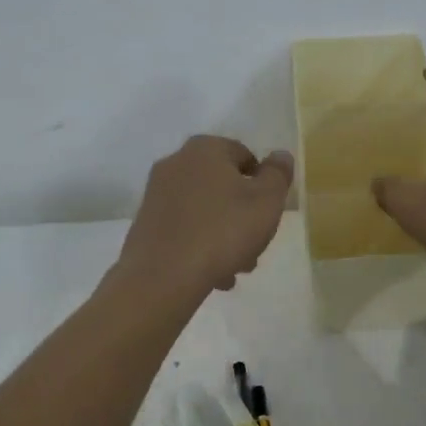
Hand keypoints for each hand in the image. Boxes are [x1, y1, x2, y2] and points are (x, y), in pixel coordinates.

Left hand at [117, 135, 294, 296]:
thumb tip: (280, 155)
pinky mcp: (145, 223)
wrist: (162, 276)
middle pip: (224, 186)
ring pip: (205, 210)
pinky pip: (184, 228)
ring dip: (224, 235)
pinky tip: (212, 274)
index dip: (263, 185)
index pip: (246, 157)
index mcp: (206, 149)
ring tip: (235, 269)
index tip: (269, 214)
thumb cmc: (223, 231)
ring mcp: (156, 193)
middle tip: (255, 247)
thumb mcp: (266, 201)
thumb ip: (278, 174)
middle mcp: (176, 162)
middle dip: (243, 215)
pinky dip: (200, 245)